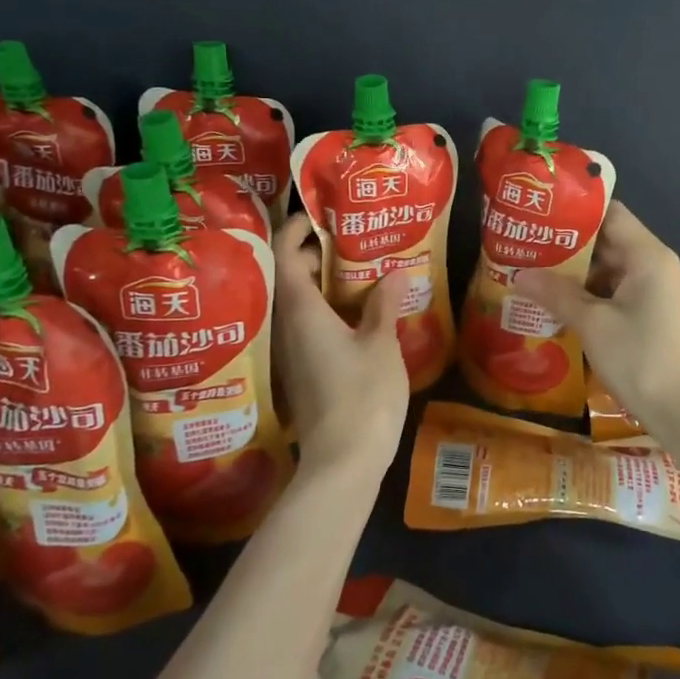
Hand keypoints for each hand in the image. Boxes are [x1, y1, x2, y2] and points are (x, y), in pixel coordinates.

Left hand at [272, 216, 410, 477]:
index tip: (320, 215)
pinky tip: (356, 313)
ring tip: (358, 270)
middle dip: (314, 254)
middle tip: (350, 240)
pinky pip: (307, 327)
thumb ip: (384, 305)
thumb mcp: (381, 344)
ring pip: (298, 304)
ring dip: (322, 283)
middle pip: (289, 277)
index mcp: (301, 311)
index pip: (285, 255)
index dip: (296, 229)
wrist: (342, 463)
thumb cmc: (363, 396)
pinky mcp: (302, 373)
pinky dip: (326, 310)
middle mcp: (287, 328)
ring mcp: (292, 353)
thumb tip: (394, 273)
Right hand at [513, 201, 679, 427]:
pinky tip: (560, 304)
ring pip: (612, 269)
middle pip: (610, 241)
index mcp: (649, 256)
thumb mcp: (592, 324)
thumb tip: (518, 275)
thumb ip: (556, 294)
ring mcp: (658, 291)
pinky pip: (619, 292)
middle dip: (569, 246)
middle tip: (529, 246)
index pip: (611, 214)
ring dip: (578, 273)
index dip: (576, 212)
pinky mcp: (655, 314)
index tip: (542, 215)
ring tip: (536, 273)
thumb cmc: (640, 358)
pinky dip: (592, 294)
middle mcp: (657, 265)